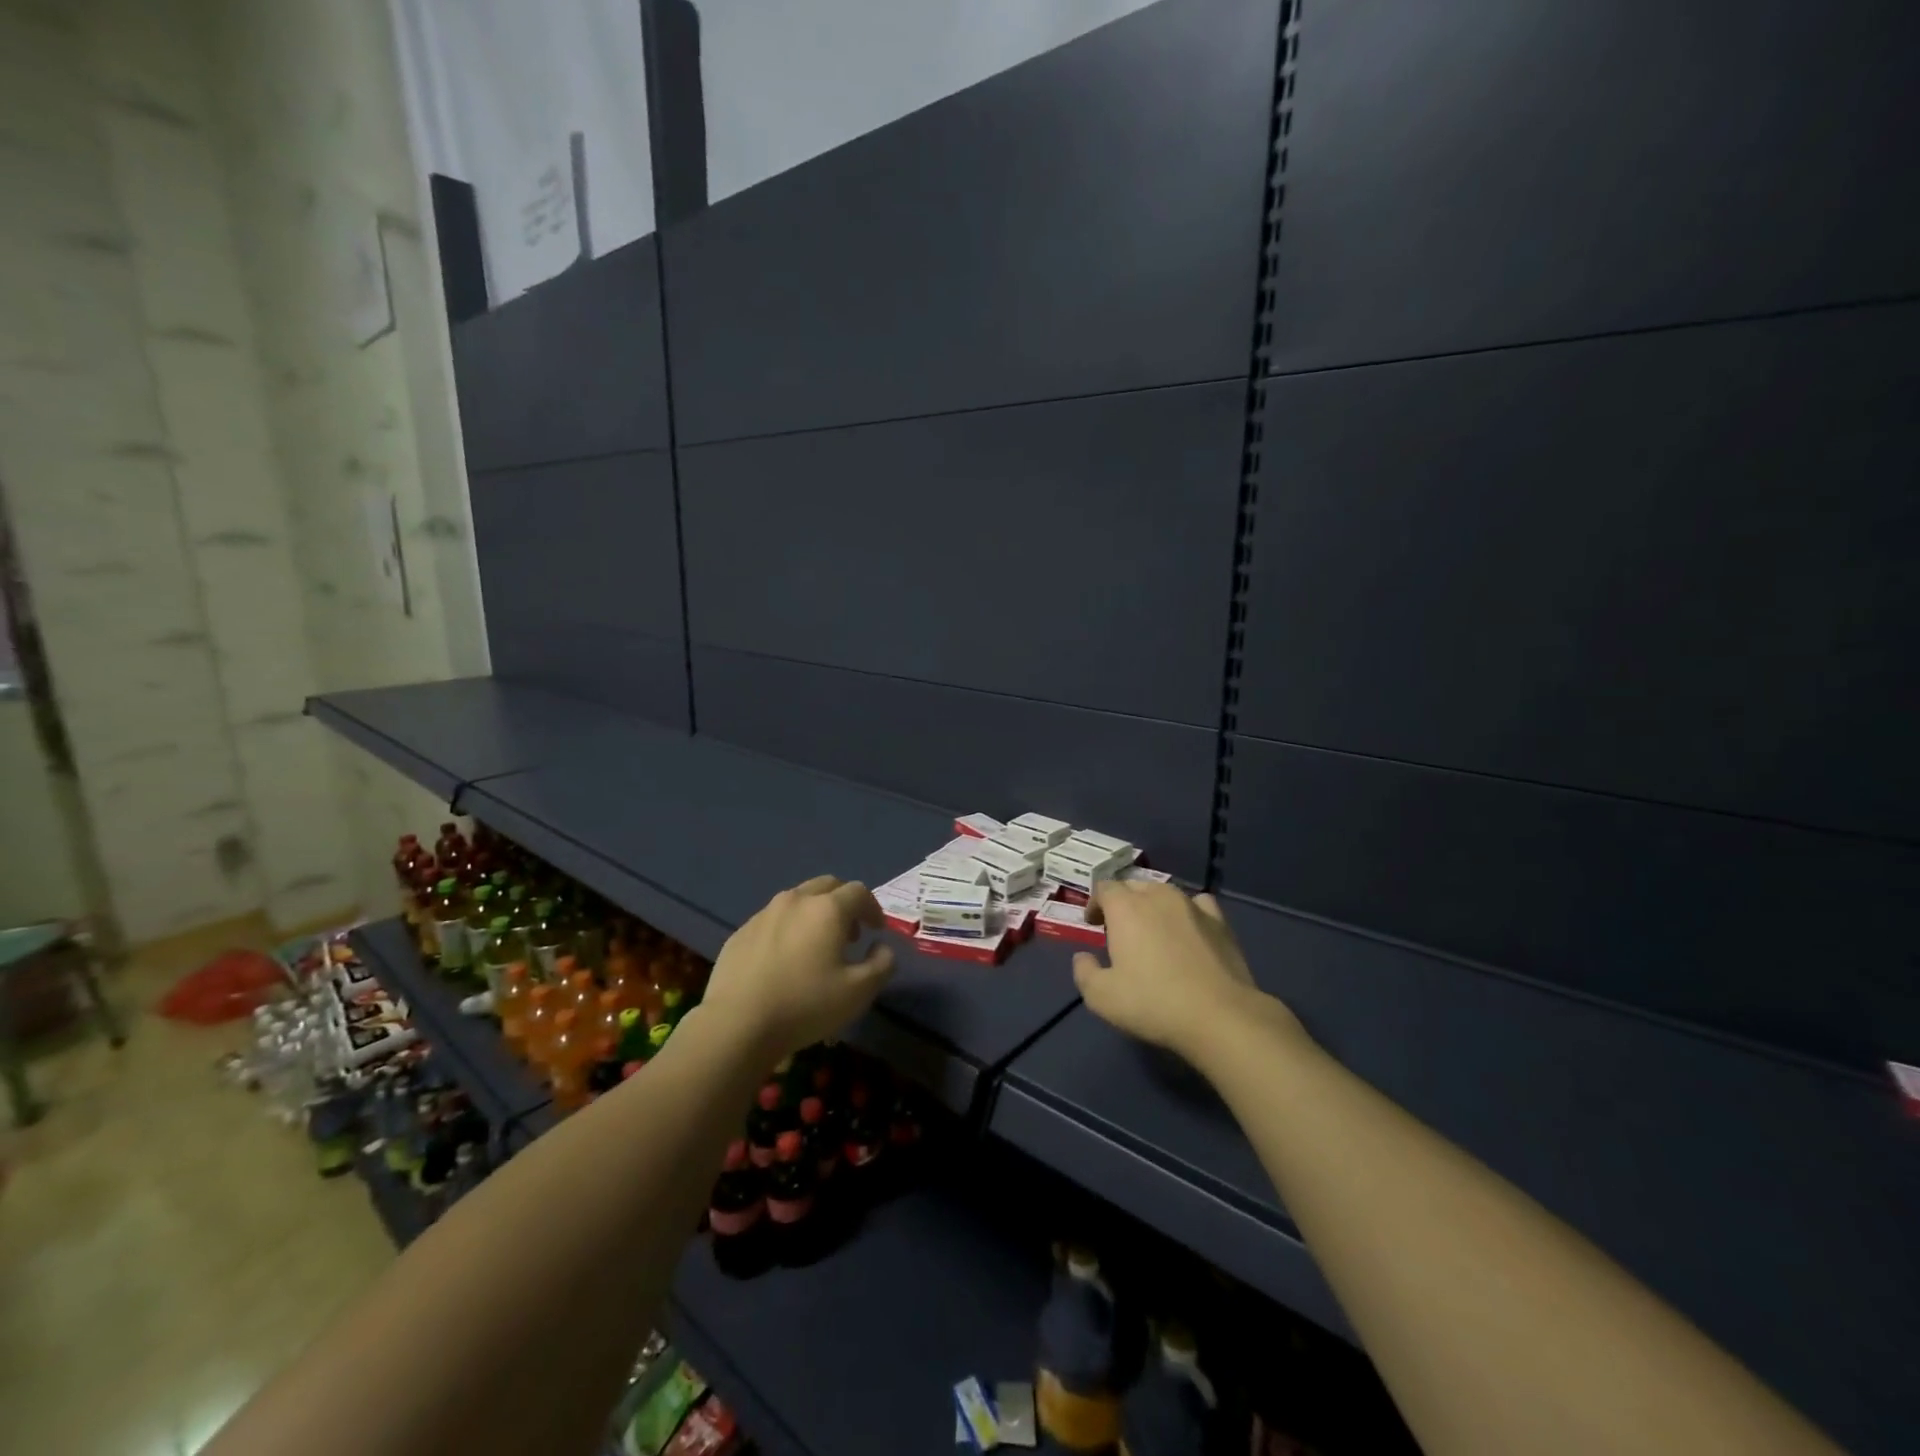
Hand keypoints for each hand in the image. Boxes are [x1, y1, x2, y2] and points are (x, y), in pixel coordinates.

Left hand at [701, 876, 894, 1059]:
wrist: (737, 1024)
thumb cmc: (806, 1005)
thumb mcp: (859, 992)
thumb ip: (882, 963)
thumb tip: (880, 947)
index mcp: (827, 909)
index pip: (859, 892)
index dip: (873, 908)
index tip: (876, 931)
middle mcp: (795, 900)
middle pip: (827, 885)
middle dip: (844, 903)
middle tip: (849, 934)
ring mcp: (764, 914)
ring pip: (797, 900)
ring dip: (815, 913)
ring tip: (817, 946)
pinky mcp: (741, 932)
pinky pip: (773, 920)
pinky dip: (788, 929)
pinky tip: (785, 960)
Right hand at [1074, 881, 1301, 1065]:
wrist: (1220, 1016)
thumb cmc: (1154, 1003)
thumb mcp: (1102, 997)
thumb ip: (1084, 972)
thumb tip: (1082, 957)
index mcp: (1126, 908)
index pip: (1104, 888)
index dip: (1095, 904)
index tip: (1093, 925)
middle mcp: (1158, 896)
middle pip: (1134, 886)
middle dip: (1122, 903)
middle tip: (1119, 931)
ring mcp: (1192, 906)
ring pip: (1165, 893)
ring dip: (1153, 906)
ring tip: (1153, 932)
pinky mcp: (1220, 922)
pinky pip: (1198, 904)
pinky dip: (1187, 912)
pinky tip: (1189, 930)